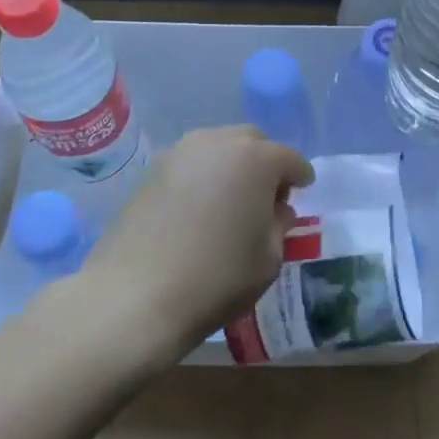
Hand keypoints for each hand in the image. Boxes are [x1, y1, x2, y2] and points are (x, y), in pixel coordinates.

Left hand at [85, 127, 313, 356]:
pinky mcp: (153, 169)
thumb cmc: (216, 278)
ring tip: (231, 198)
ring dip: (232, 164)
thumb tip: (278, 209)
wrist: (135, 296)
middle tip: (267, 195)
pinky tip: (200, 205)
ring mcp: (181, 152)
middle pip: (253, 141)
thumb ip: (279, 226)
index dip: (300, 176)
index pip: (290, 159)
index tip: (303, 190)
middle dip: (265, 162)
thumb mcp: (267, 259)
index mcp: (257, 159)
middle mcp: (219, 142)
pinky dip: (203, 175)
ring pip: (219, 146)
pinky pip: (191, 162)